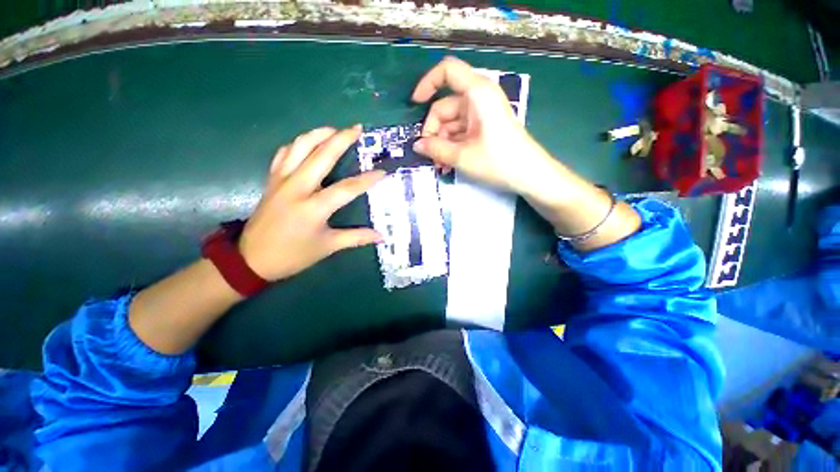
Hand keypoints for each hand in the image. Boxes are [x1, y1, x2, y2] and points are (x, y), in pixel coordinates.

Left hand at [239, 125, 384, 281]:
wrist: (251, 259)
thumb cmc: (293, 255)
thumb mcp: (328, 247)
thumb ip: (356, 238)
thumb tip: (380, 237)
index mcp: (313, 208)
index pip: (347, 188)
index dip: (367, 179)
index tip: (383, 171)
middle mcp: (297, 188)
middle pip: (321, 156)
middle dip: (341, 139)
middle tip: (357, 129)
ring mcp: (281, 181)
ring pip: (299, 147)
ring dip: (318, 134)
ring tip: (335, 129)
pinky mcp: (272, 180)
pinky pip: (284, 154)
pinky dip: (298, 144)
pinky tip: (308, 143)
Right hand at [411, 57, 550, 193]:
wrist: (529, 175)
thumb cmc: (498, 161)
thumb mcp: (462, 156)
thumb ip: (436, 149)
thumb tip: (417, 145)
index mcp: (477, 93)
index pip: (447, 71)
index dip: (427, 83)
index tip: (415, 104)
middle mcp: (479, 98)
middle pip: (445, 106)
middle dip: (433, 132)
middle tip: (429, 155)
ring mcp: (482, 114)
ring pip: (451, 123)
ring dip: (442, 144)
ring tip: (440, 165)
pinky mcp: (485, 127)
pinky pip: (461, 132)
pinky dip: (452, 146)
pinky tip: (448, 164)